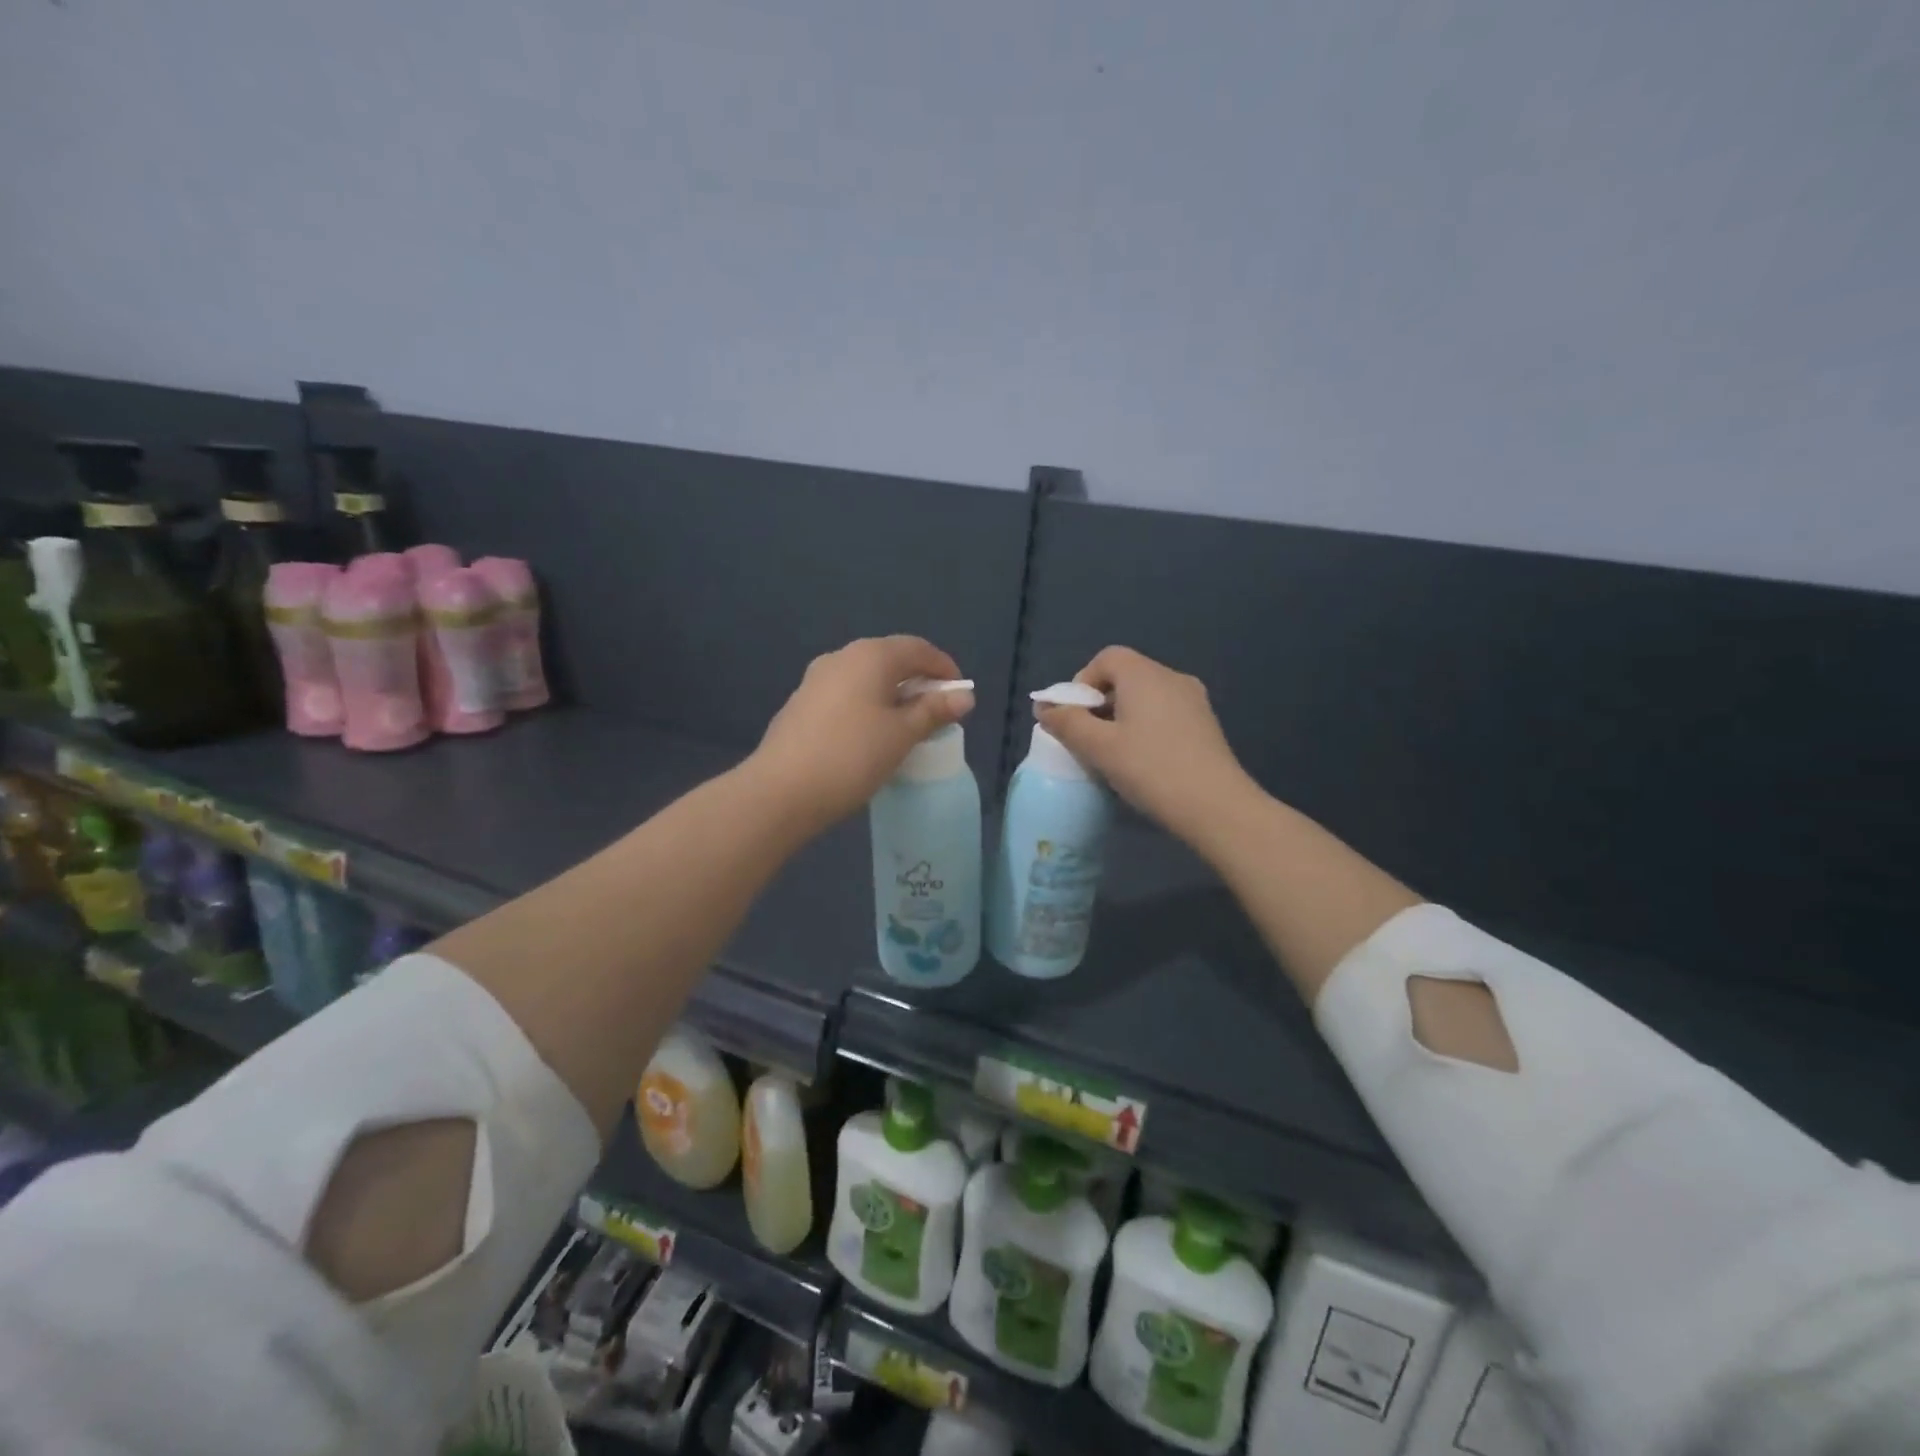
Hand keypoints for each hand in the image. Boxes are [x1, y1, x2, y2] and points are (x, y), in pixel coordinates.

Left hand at [751, 636, 974, 832]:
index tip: (959, 696)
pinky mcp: (800, 704)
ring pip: (866, 677)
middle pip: (890, 659)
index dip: (944, 668)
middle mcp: (841, 657)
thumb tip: (965, 696)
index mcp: (870, 655)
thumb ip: (934, 711)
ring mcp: (815, 679)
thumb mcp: (902, 735)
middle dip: (918, 681)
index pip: (918, 648)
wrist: (780, 791)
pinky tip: (870, 736)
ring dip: (891, 694)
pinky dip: (867, 706)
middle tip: (936, 712)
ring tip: (906, 726)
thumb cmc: (852, 757)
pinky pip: (846, 694)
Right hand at [1035, 646, 1253, 846]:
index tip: (1074, 717)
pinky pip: (1165, 713)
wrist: (1216, 807)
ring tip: (1112, 754)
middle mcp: (1172, 677)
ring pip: (1146, 697)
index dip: (1082, 682)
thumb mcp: (1098, 748)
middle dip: (1099, 702)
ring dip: (1122, 717)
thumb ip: (1066, 723)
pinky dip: (1145, 727)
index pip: (1106, 658)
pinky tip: (1142, 761)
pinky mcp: (1206, 725)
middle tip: (1087, 739)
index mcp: (1144, 675)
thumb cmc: (1150, 770)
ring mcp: (1194, 701)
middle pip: (1126, 676)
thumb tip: (1043, 707)